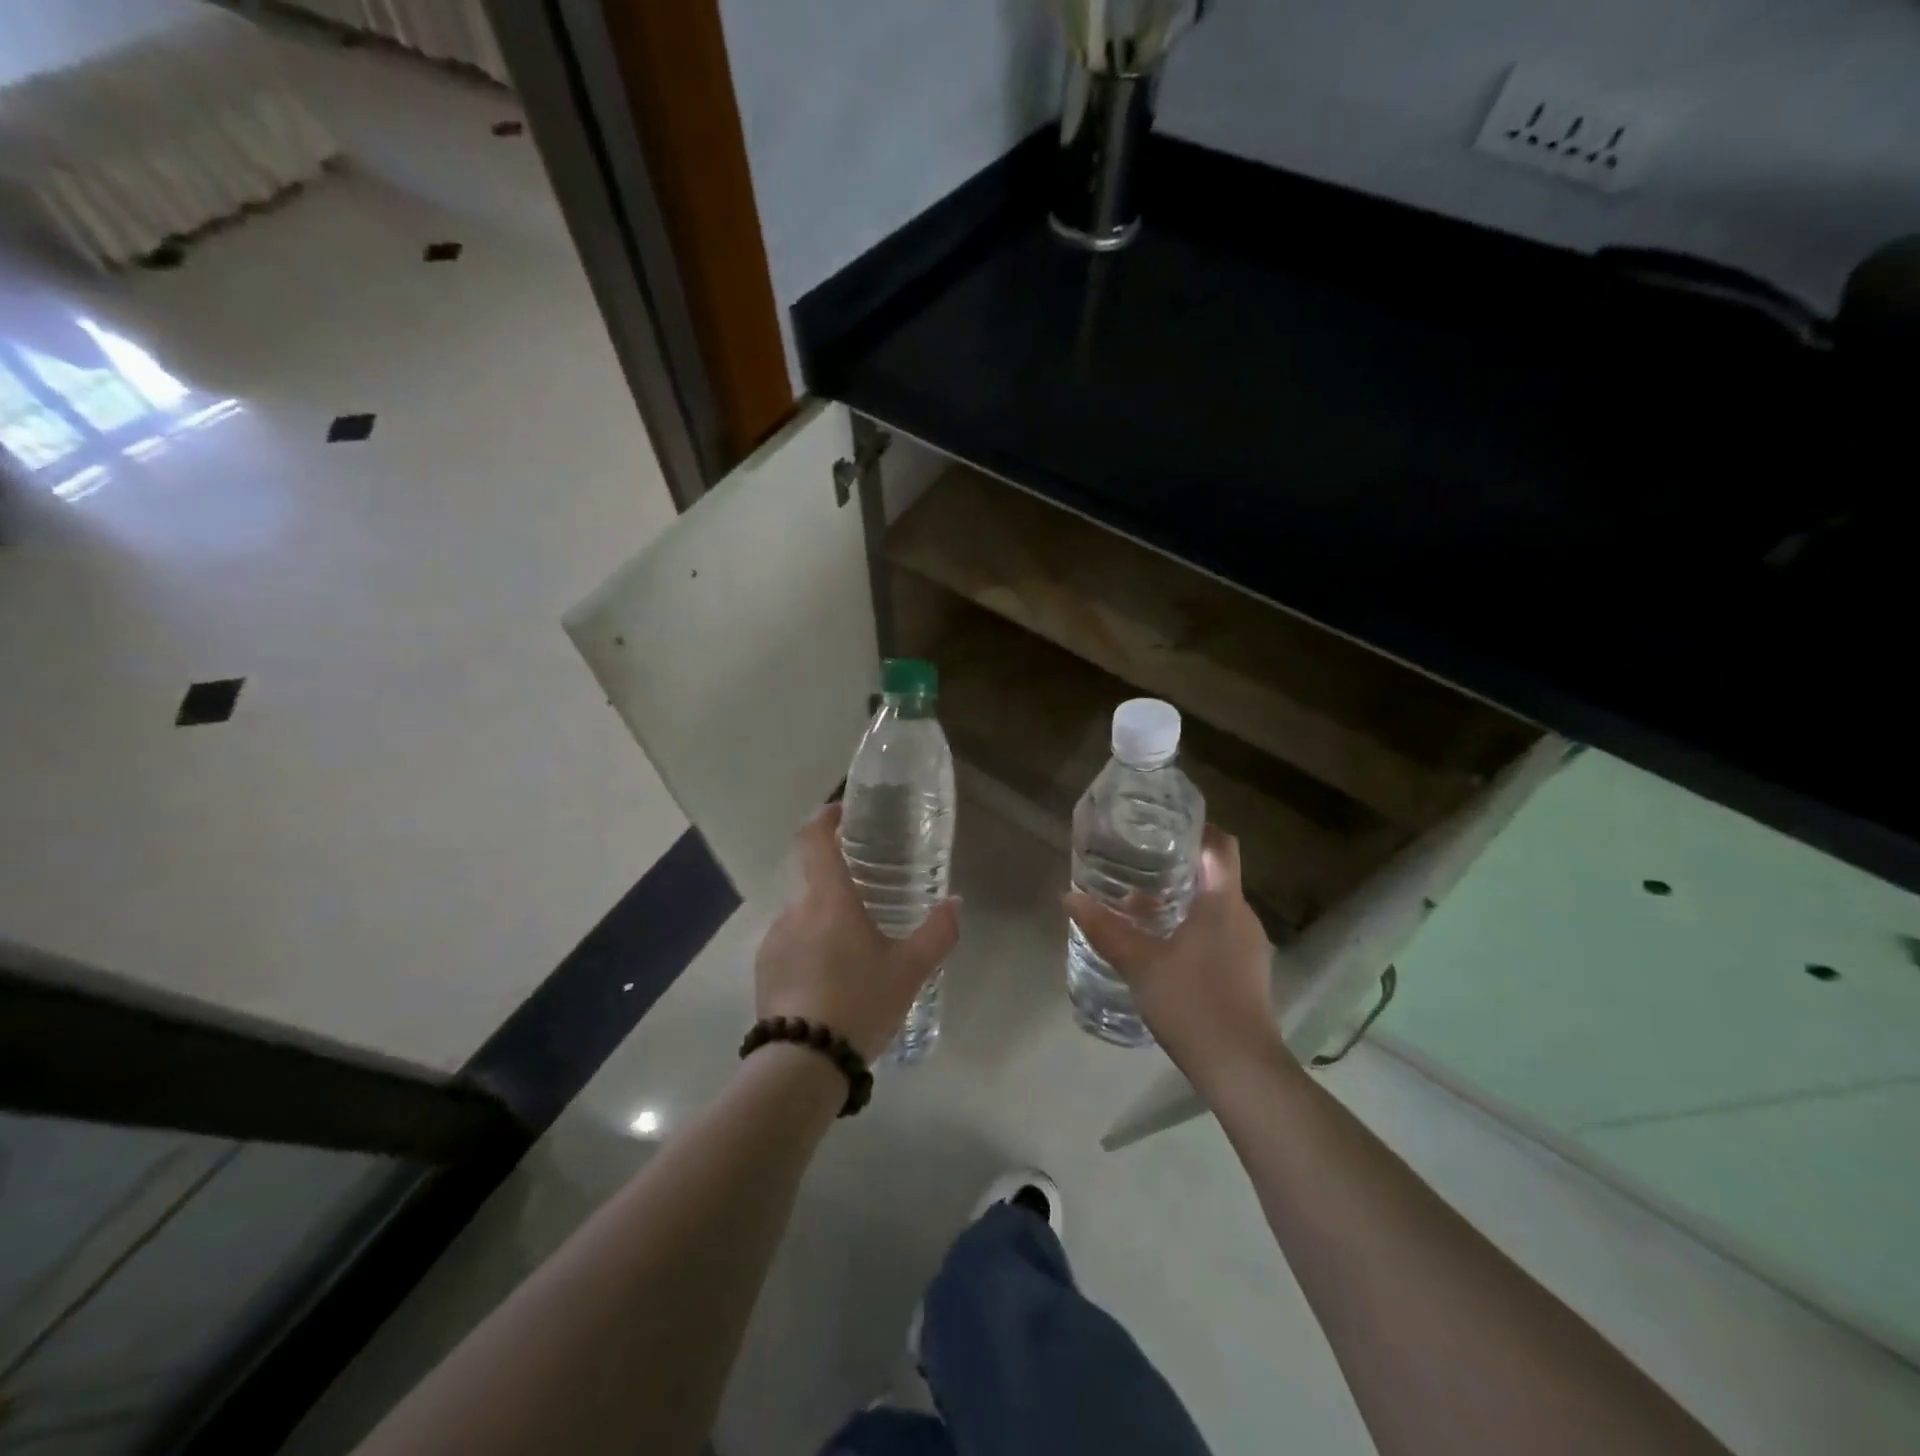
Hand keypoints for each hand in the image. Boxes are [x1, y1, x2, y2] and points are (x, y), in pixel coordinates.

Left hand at [754, 804, 960, 1062]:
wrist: (803, 1064)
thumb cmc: (859, 1002)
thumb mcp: (910, 970)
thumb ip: (937, 933)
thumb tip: (954, 902)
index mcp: (828, 899)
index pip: (815, 839)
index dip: (826, 818)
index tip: (843, 814)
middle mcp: (795, 911)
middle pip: (816, 882)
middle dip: (841, 887)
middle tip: (871, 905)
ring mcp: (774, 941)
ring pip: (805, 918)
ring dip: (826, 925)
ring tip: (855, 955)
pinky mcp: (763, 971)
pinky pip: (791, 947)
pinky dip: (811, 952)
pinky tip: (831, 984)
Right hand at [1065, 826, 1282, 1078]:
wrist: (1241, 1068)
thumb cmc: (1192, 1002)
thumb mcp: (1139, 963)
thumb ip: (1105, 928)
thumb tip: (1069, 897)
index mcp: (1223, 902)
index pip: (1221, 845)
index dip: (1198, 828)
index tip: (1165, 826)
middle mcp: (1242, 916)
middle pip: (1216, 875)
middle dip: (1180, 866)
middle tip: (1139, 863)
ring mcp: (1250, 946)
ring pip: (1217, 907)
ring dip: (1184, 900)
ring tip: (1142, 906)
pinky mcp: (1249, 972)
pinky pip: (1221, 933)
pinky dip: (1194, 927)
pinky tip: (1164, 946)